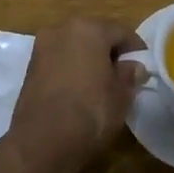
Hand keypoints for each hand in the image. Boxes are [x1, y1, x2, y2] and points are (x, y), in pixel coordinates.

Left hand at [7, 18, 146, 172]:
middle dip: (109, 52)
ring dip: (88, 61)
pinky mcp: (29, 69)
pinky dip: (71, 71)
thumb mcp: (121, 95)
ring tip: (102, 85)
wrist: (41, 143)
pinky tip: (80, 92)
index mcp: (88, 29)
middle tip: (124, 75)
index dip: (136, 49)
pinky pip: (59, 63)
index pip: (120, 31)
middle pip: (94, 36)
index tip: (144, 66)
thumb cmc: (90, 112)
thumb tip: (133, 67)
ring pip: (74, 49)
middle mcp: (62, 30)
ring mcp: (42, 49)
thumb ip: (129, 75)